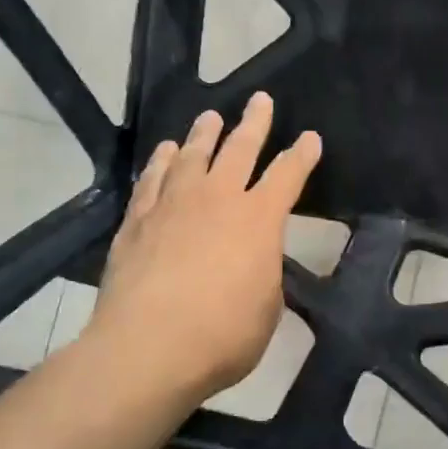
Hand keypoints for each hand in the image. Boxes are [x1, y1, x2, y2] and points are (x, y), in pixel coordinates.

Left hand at [86, 92, 321, 406]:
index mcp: (258, 220)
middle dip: (254, 122)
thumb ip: (264, 275)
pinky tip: (164, 152)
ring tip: (210, 118)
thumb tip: (255, 260)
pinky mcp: (137, 219)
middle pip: (239, 148)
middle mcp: (217, 199)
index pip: (287, 176)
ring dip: (204, 133)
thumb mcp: (266, 310)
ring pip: (192, 155)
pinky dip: (161, 161)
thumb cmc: (221, 336)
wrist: (146, 348)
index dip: (302, 155)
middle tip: (260, 100)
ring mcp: (173, 205)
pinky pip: (152, 178)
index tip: (310, 138)